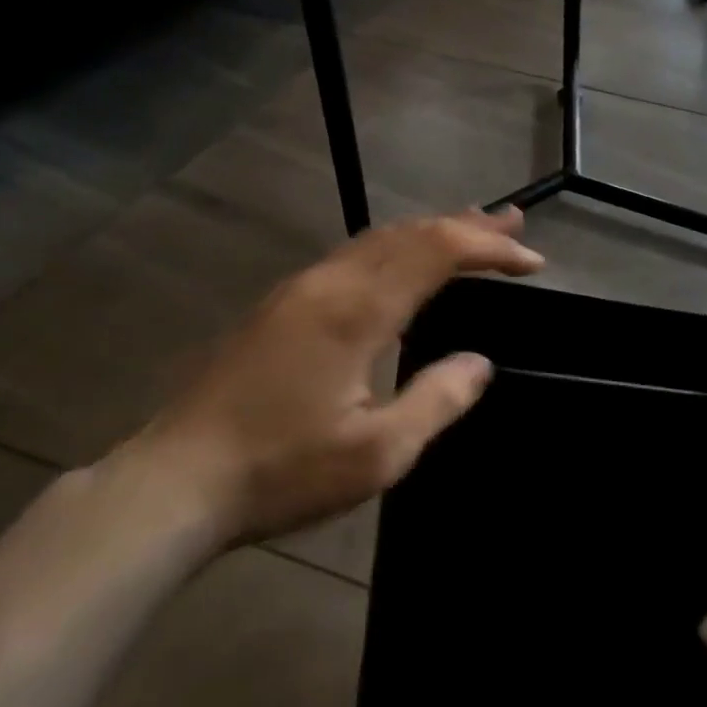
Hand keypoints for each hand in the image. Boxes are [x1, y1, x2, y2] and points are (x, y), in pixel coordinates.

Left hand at [114, 208, 543, 543]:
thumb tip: (479, 363)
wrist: (174, 484)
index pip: (437, 253)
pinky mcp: (279, 307)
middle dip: (465, 225)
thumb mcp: (378, 453)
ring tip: (470, 227)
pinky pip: (352, 257)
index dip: (489, 249)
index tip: (532, 262)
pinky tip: (403, 262)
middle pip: (408, 234)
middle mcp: (329, 284)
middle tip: (512, 222)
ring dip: (429, 231)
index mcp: (357, 311)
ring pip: (377, 240)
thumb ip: (437, 400)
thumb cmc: (282, 472)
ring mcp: (298, 291)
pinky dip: (396, 248)